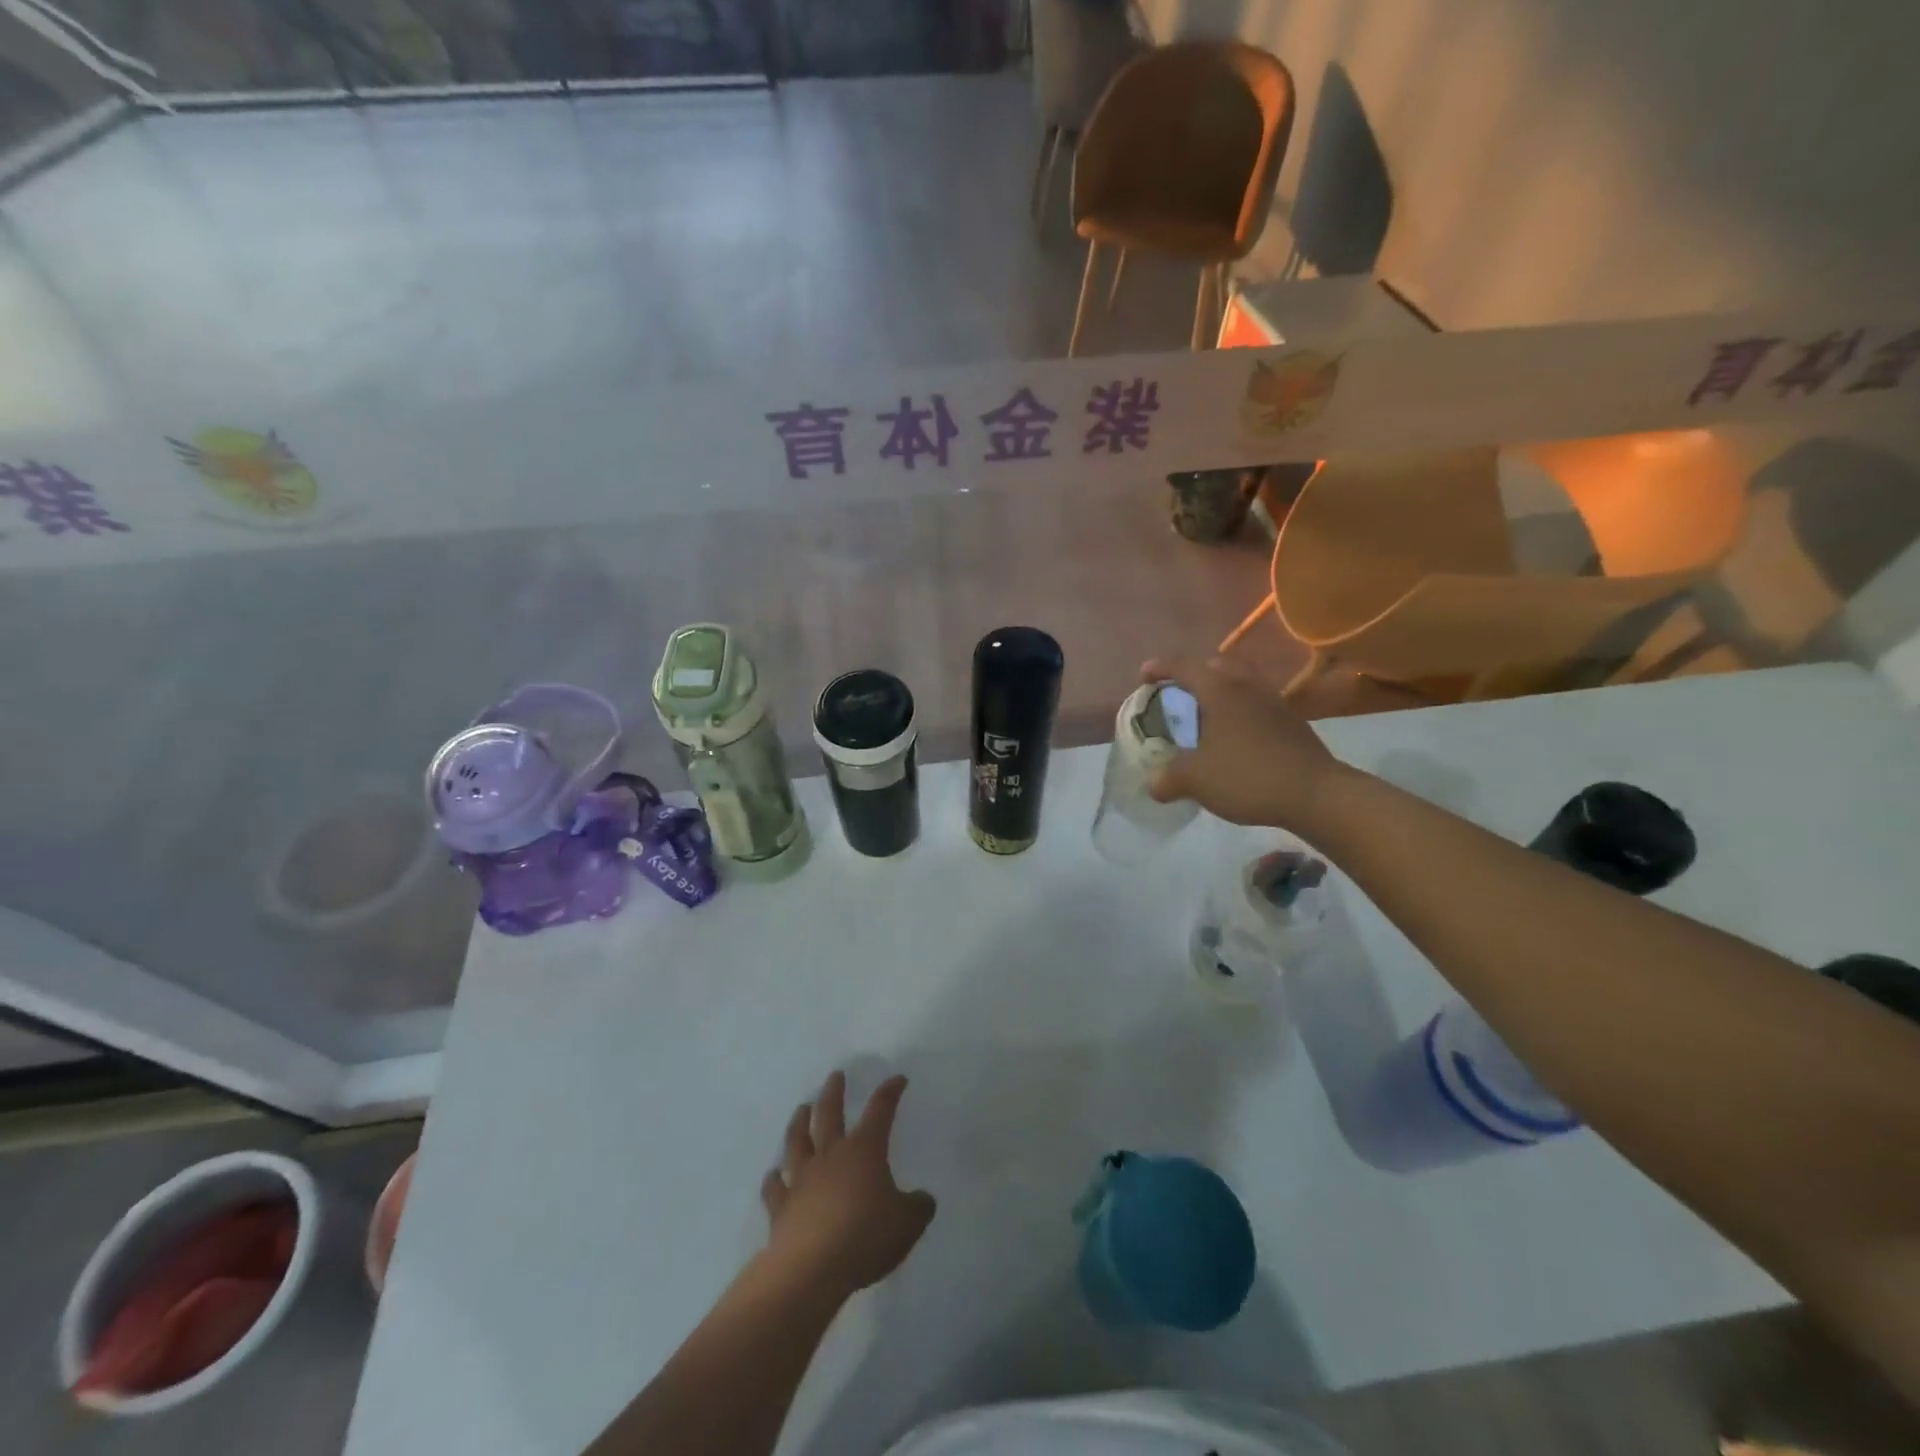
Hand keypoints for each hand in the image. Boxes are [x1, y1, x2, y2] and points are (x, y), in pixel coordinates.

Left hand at [759, 1072, 935, 1296]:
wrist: (811, 1269)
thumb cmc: (864, 1237)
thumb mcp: (907, 1224)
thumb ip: (918, 1207)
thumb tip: (922, 1199)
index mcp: (864, 1150)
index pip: (880, 1111)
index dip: (890, 1093)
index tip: (898, 1079)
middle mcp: (831, 1155)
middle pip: (829, 1114)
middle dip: (834, 1092)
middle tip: (835, 1075)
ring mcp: (802, 1178)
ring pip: (798, 1141)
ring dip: (800, 1122)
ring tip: (802, 1108)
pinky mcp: (781, 1207)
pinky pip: (775, 1187)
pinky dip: (774, 1179)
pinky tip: (773, 1175)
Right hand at [1142, 655, 1349, 831]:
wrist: (1316, 794)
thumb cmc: (1247, 776)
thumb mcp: (1195, 780)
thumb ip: (1168, 778)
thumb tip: (1153, 782)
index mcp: (1219, 691)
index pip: (1184, 667)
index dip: (1160, 668)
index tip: (1144, 675)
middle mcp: (1247, 688)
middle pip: (1218, 666)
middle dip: (1195, 674)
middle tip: (1179, 693)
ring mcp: (1274, 704)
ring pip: (1241, 684)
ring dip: (1221, 693)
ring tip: (1206, 716)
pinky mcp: (1291, 723)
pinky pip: (1257, 706)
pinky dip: (1240, 712)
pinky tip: (1234, 738)